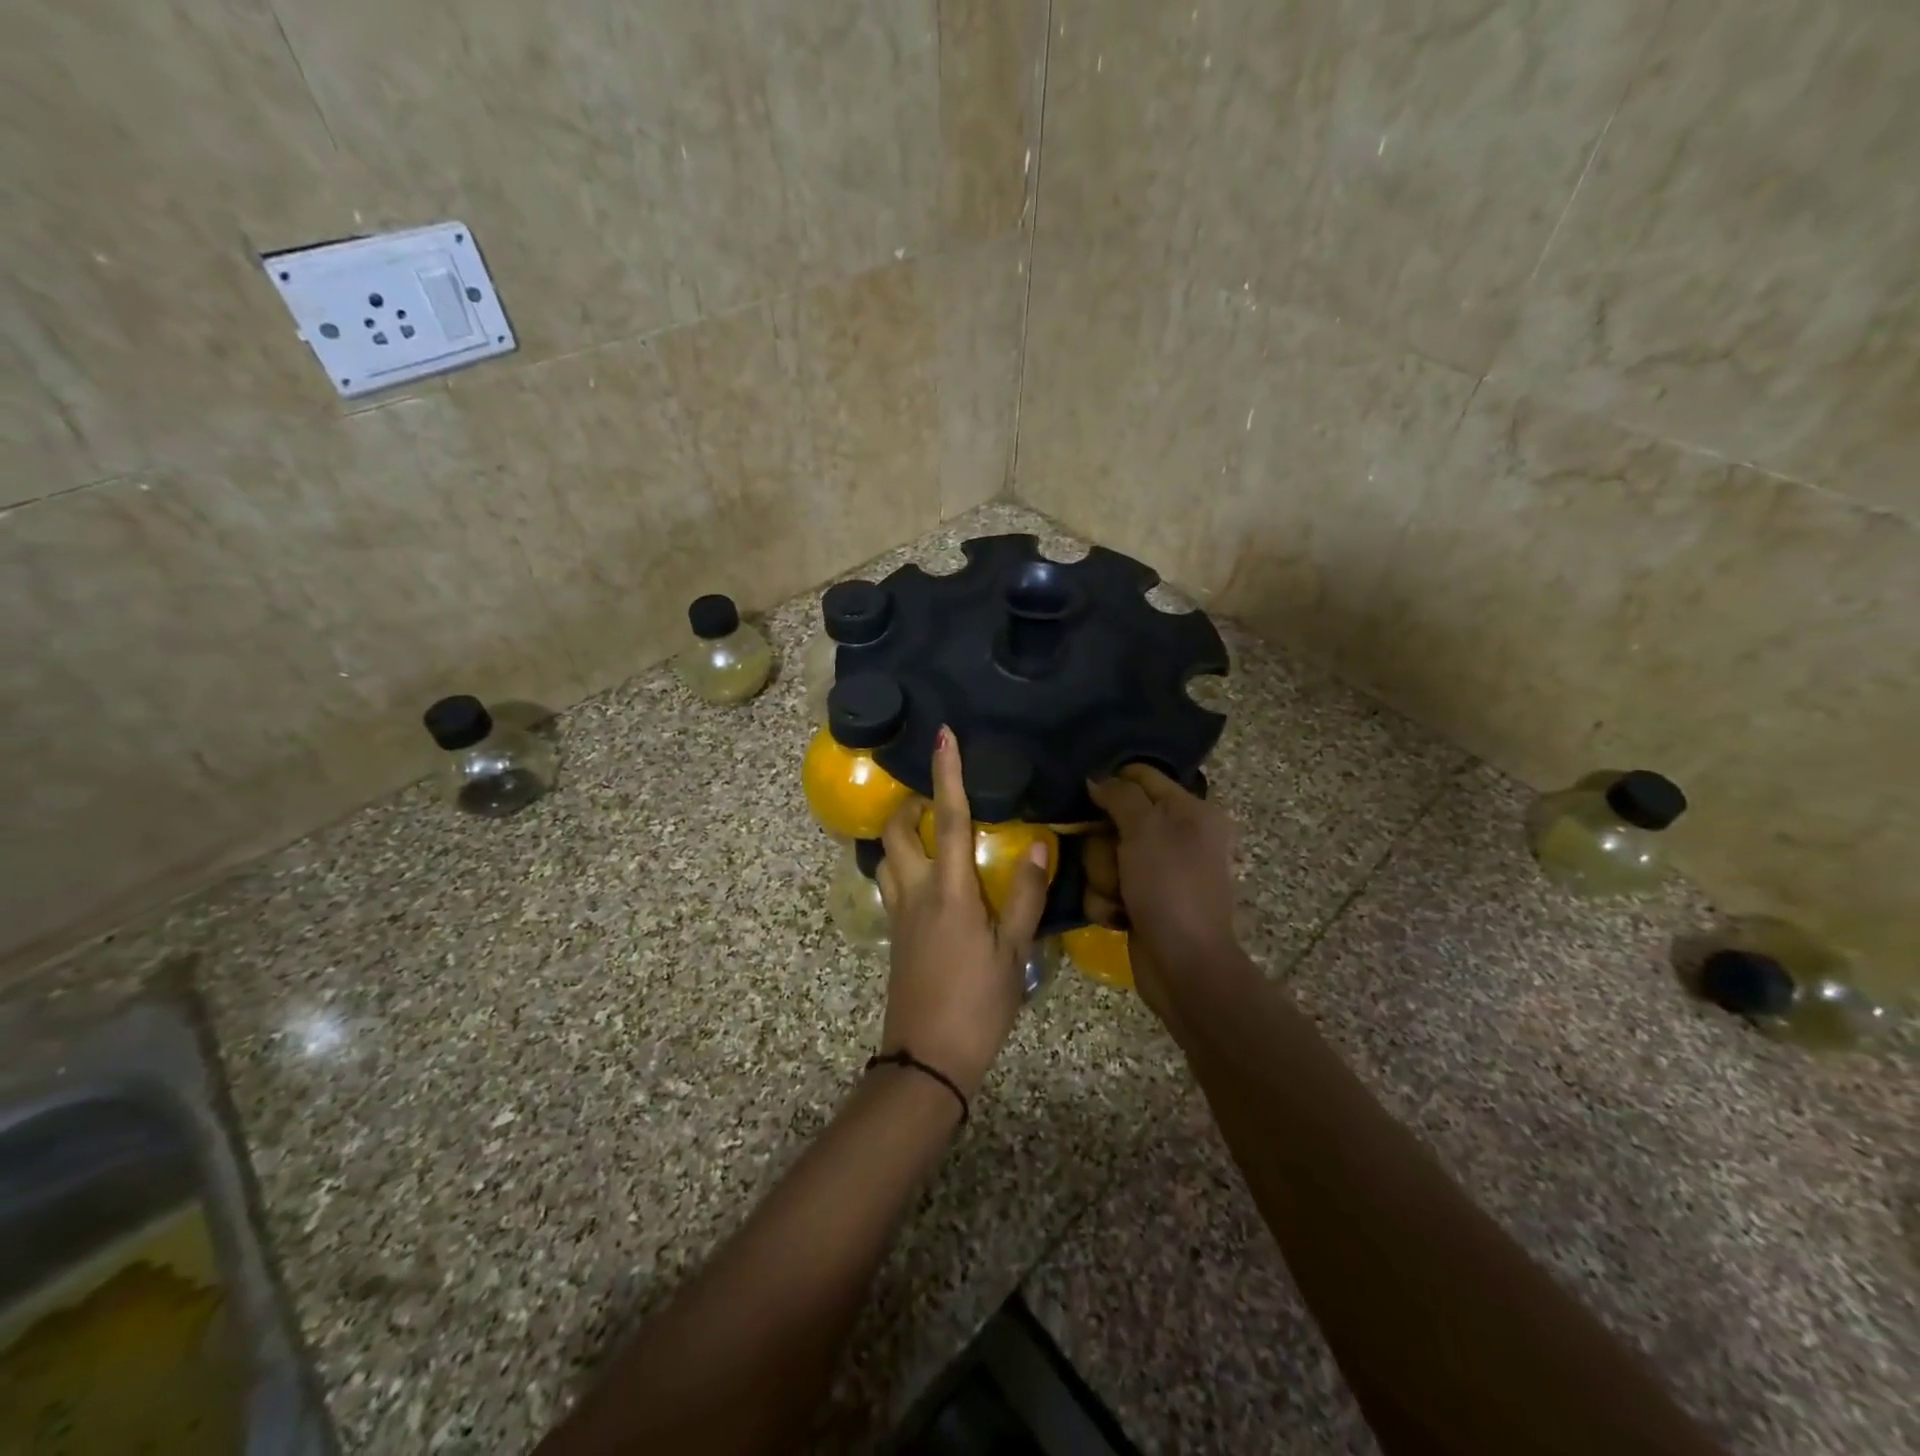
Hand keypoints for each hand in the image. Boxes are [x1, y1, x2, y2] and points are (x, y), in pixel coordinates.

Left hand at [875, 728, 1049, 1098]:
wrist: (927, 1058)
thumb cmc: (978, 1004)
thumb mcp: (1014, 951)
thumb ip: (1027, 895)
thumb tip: (1042, 843)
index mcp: (949, 890)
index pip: (948, 817)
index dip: (947, 773)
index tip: (942, 736)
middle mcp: (916, 892)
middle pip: (896, 830)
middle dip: (907, 803)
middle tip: (934, 795)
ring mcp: (899, 913)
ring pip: (886, 856)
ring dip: (900, 834)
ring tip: (928, 830)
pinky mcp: (895, 934)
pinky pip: (890, 882)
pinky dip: (901, 863)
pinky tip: (928, 876)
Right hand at [1085, 765, 1245, 1023]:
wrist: (1185, 966)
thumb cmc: (1170, 887)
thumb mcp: (1146, 829)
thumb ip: (1120, 795)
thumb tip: (1096, 778)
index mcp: (1192, 810)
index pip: (1142, 776)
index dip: (1111, 783)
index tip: (1085, 798)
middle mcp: (1178, 836)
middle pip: (1116, 819)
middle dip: (1103, 843)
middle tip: (1112, 859)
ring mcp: (1159, 872)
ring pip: (1105, 855)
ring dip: (1103, 877)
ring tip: (1117, 896)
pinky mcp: (1143, 901)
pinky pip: (1108, 887)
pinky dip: (1107, 902)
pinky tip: (1118, 917)